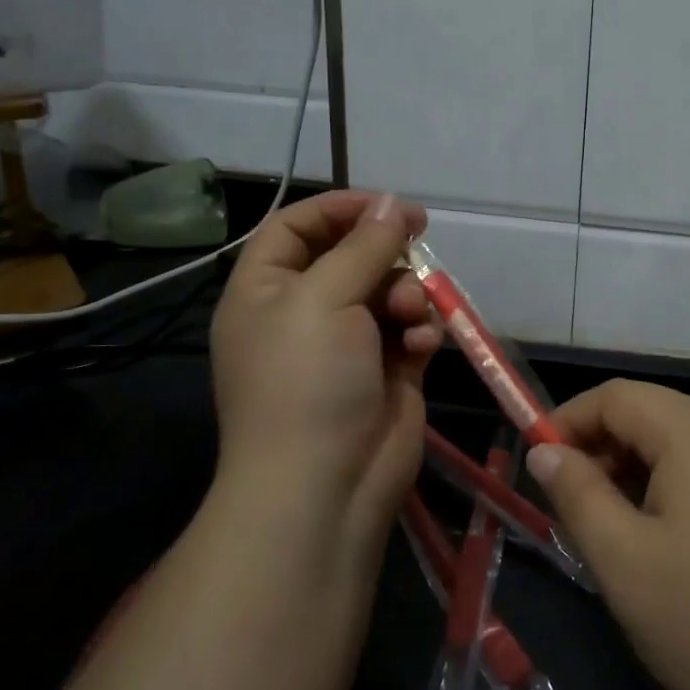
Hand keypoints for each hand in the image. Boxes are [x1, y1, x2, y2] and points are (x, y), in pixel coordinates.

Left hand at [209, 190, 441, 561]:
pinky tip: (422, 344)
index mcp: (266, 291)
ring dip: (407, 293)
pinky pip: (411, 329)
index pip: (296, 228)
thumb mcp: (324, 298)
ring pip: (389, 291)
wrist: (327, 486)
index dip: (339, 209)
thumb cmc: (307, 381)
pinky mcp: (389, 370)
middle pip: (351, 256)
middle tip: (418, 242)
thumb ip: (364, 245)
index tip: (387, 205)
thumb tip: (393, 203)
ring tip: (410, 314)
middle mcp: (305, 313)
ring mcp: (349, 345)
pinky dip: (421, 330)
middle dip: (385, 252)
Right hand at [528, 380, 689, 689]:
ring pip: (688, 440)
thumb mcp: (624, 562)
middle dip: (605, 446)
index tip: (540, 461)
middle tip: (576, 502)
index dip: (569, 419)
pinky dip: (682, 483)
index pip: (618, 395)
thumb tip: (545, 449)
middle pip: (655, 413)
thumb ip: (577, 495)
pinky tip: (676, 537)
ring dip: (642, 468)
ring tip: (619, 524)